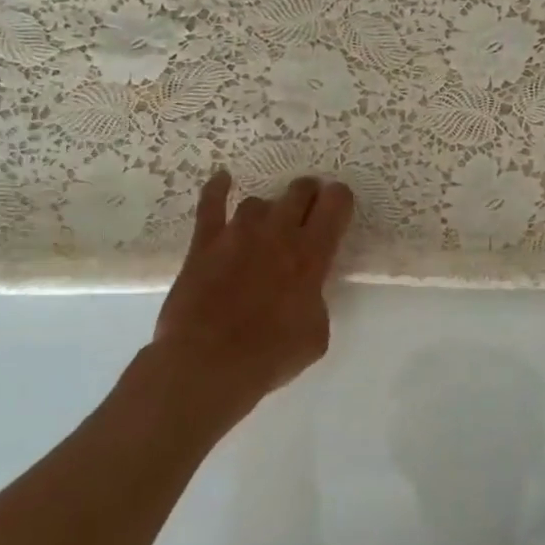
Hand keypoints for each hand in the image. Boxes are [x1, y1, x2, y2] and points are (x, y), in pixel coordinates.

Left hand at [133, 170, 353, 436]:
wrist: (208, 365)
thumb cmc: (271, 356)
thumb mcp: (316, 333)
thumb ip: (315, 300)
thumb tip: (305, 291)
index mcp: (311, 255)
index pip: (336, 203)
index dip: (340, 198)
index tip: (339, 205)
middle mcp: (278, 234)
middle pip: (299, 191)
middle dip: (309, 194)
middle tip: (309, 208)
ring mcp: (238, 234)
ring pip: (258, 202)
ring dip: (268, 211)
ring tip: (267, 227)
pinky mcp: (204, 244)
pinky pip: (211, 205)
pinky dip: (217, 189)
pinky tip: (223, 179)